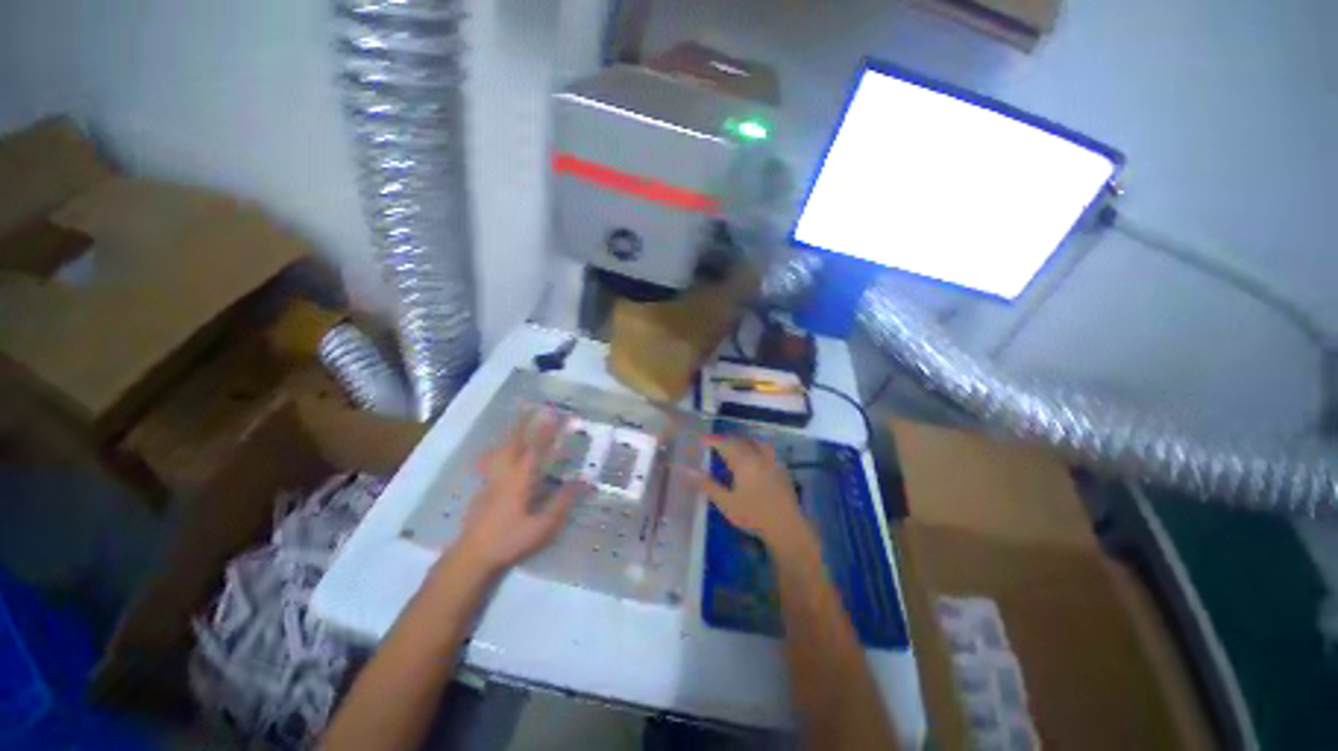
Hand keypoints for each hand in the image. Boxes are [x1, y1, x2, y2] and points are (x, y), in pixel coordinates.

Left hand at [452, 409, 585, 575]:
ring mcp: (491, 479)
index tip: (557, 414)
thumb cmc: (510, 540)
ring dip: (510, 432)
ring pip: (500, 448)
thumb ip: (563, 501)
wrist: (472, 556)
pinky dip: (500, 447)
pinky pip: (493, 459)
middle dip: (523, 421)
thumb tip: (584, 481)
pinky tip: (502, 450)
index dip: (547, 430)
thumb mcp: (543, 525)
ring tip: (516, 418)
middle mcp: (505, 473)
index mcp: (520, 479)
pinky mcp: (483, 488)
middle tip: (529, 404)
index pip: (536, 449)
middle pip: (514, 441)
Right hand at [691, 436, 815, 553]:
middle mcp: (758, 455)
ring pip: (756, 442)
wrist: (786, 527)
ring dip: (743, 440)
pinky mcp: (782, 469)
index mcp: (744, 461)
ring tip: (734, 446)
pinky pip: (767, 450)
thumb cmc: (753, 515)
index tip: (701, 440)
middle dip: (726, 439)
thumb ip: (707, 485)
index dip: (712, 440)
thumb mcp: (726, 502)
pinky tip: (754, 457)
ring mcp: (773, 461)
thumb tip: (687, 471)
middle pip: (741, 440)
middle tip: (714, 444)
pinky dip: (756, 447)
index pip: (725, 443)